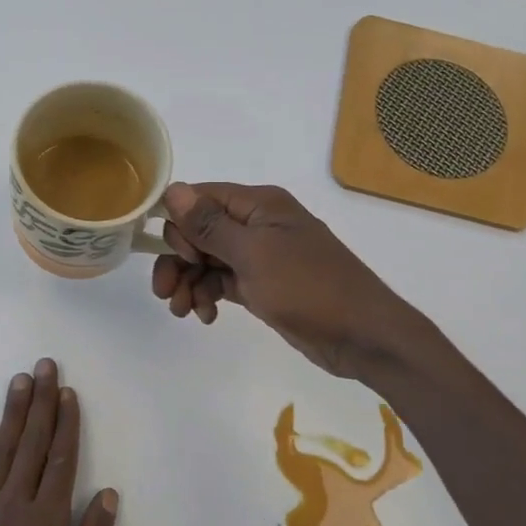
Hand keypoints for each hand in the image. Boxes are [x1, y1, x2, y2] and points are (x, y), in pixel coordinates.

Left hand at [0, 359, 118, 525]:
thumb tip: (105, 494)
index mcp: (45, 525)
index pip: (61, 460)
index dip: (67, 423)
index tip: (69, 392)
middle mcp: (11, 509)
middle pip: (31, 446)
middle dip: (40, 403)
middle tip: (44, 366)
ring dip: (12, 415)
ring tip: (20, 382)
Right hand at [151, 183, 424, 379]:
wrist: (361, 335)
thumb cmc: (308, 287)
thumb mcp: (253, 254)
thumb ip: (210, 224)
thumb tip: (172, 189)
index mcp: (259, 205)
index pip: (200, 198)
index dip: (178, 224)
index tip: (174, 255)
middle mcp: (257, 224)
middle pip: (198, 232)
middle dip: (177, 260)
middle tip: (165, 293)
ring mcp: (260, 256)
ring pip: (207, 260)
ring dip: (188, 282)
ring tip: (183, 311)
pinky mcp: (262, 285)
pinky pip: (222, 282)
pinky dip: (208, 296)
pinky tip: (205, 316)